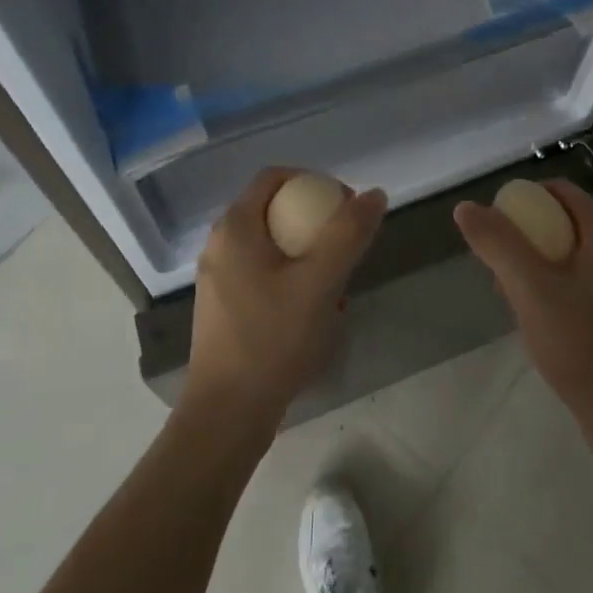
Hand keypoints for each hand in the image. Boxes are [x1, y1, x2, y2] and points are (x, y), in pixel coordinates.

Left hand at [182, 168, 386, 440]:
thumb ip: (348, 234)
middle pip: (274, 211)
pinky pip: (263, 274)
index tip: (346, 206)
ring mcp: (219, 278)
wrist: (227, 415)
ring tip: (338, 284)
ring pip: (271, 246)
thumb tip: (374, 194)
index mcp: (235, 227)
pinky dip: (292, 278)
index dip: (314, 181)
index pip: (274, 177)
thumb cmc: (272, 340)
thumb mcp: (319, 283)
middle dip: (315, 222)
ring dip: (308, 254)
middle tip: (347, 247)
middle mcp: (220, 245)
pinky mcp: (224, 308)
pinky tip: (316, 312)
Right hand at [454, 182, 592, 444]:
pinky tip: (535, 316)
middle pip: (561, 219)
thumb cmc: (580, 345)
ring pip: (567, 251)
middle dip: (524, 235)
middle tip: (497, 266)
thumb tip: (465, 207)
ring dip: (534, 263)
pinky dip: (552, 284)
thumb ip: (498, 243)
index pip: (558, 191)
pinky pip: (578, 278)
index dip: (521, 200)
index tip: (494, 229)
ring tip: (510, 294)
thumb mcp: (530, 288)